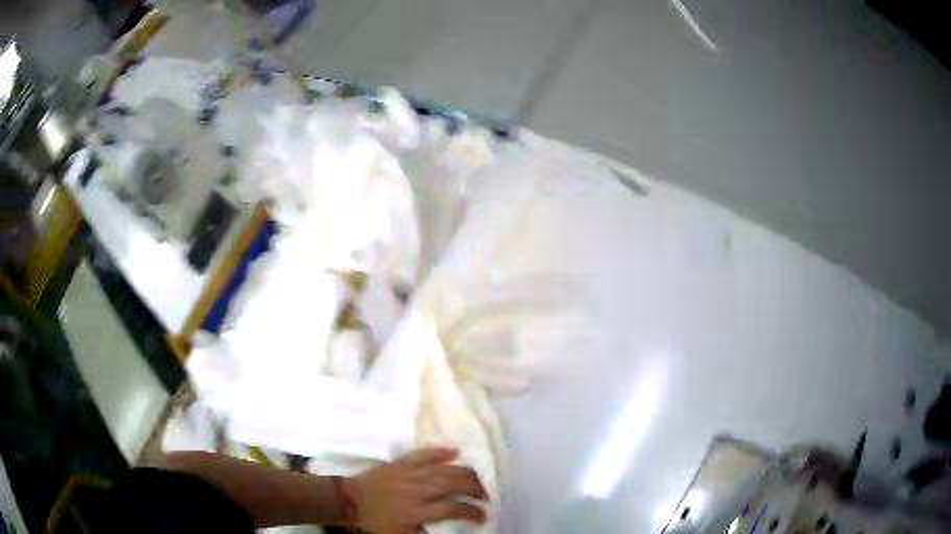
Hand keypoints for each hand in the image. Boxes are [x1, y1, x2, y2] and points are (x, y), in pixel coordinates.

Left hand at [342, 447, 488, 532]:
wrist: (349, 500)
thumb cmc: (376, 521)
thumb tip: (449, 533)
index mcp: (417, 510)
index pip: (454, 509)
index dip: (473, 513)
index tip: (483, 518)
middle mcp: (418, 489)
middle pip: (455, 484)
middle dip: (475, 490)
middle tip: (484, 497)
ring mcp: (409, 473)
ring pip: (445, 468)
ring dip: (465, 473)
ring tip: (475, 481)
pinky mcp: (401, 462)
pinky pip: (424, 453)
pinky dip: (440, 451)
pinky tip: (455, 451)